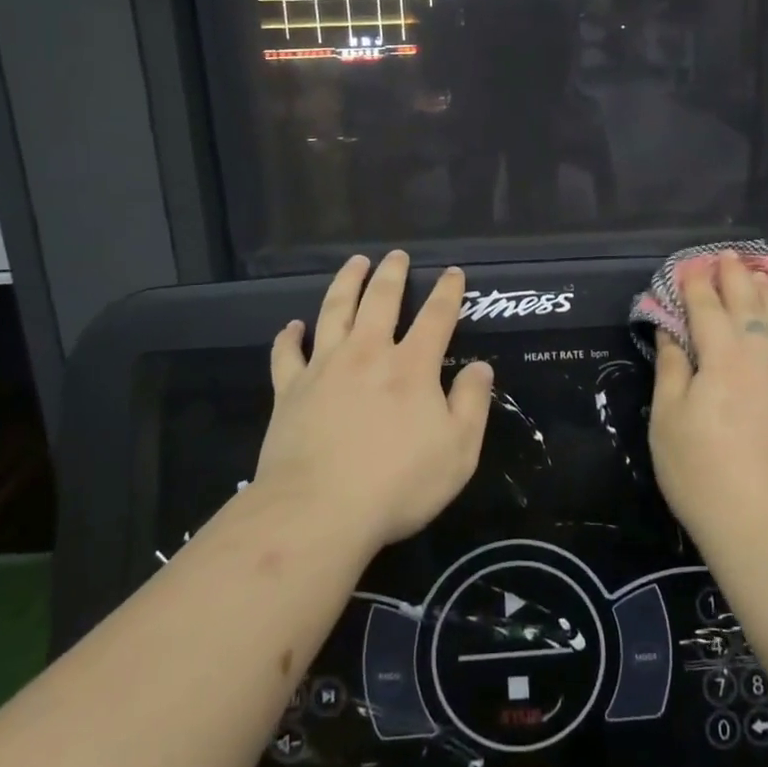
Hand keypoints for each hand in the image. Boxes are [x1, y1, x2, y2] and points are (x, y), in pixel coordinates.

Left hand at [256, 252, 492, 551]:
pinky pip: (287, 354)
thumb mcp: (458, 451)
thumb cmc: (397, 484)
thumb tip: (480, 367)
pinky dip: (290, 336)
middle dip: (392, 274)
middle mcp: (368, 354)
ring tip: (354, 263)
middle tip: (396, 255)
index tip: (453, 272)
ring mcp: (324, 368)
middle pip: (380, 300)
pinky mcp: (290, 390)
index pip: (436, 316)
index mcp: (412, 366)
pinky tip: (292, 326)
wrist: (318, 511)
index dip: (447, 291)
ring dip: (345, 283)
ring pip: (334, 311)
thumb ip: (472, 404)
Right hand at [649, 251, 767, 550]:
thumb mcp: (668, 421)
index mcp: (724, 357)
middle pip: (748, 303)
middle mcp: (762, 355)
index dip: (694, 283)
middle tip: (723, 256)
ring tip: (757, 272)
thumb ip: (671, 369)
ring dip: (766, 291)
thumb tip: (671, 332)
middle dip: (733, 276)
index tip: (686, 265)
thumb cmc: (703, 475)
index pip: (707, 306)